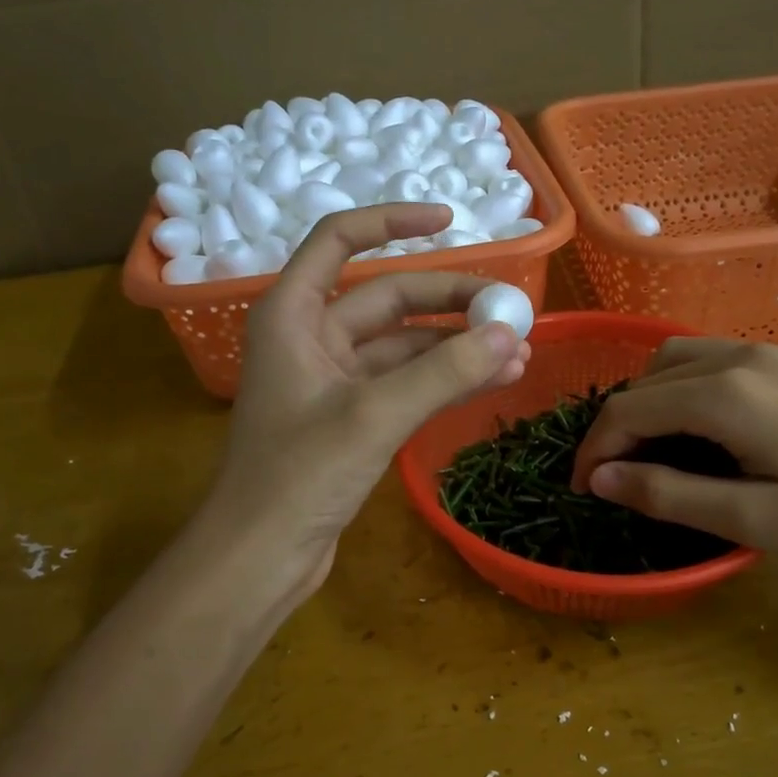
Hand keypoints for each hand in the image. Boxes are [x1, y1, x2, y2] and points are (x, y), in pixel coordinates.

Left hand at [197, 205, 530, 609]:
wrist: (260, 556)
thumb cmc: (298, 476)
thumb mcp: (374, 415)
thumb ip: (442, 372)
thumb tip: (508, 334)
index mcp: (293, 315)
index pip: (339, 239)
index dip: (392, 221)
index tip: (449, 220)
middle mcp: (310, 338)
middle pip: (387, 298)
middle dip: (449, 303)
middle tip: (510, 312)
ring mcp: (332, 381)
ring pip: (403, 347)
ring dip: (456, 348)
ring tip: (517, 354)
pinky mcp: (350, 419)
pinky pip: (404, 384)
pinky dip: (443, 382)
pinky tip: (492, 382)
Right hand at [569, 338, 777, 575]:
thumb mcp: (754, 519)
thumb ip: (668, 494)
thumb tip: (599, 479)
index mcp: (726, 394)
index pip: (627, 410)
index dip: (594, 451)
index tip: (583, 491)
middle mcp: (739, 357)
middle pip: (645, 380)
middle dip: (617, 427)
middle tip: (617, 480)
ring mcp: (768, 353)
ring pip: (675, 361)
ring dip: (647, 402)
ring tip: (652, 452)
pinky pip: (709, 361)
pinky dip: (681, 391)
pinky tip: (699, 430)